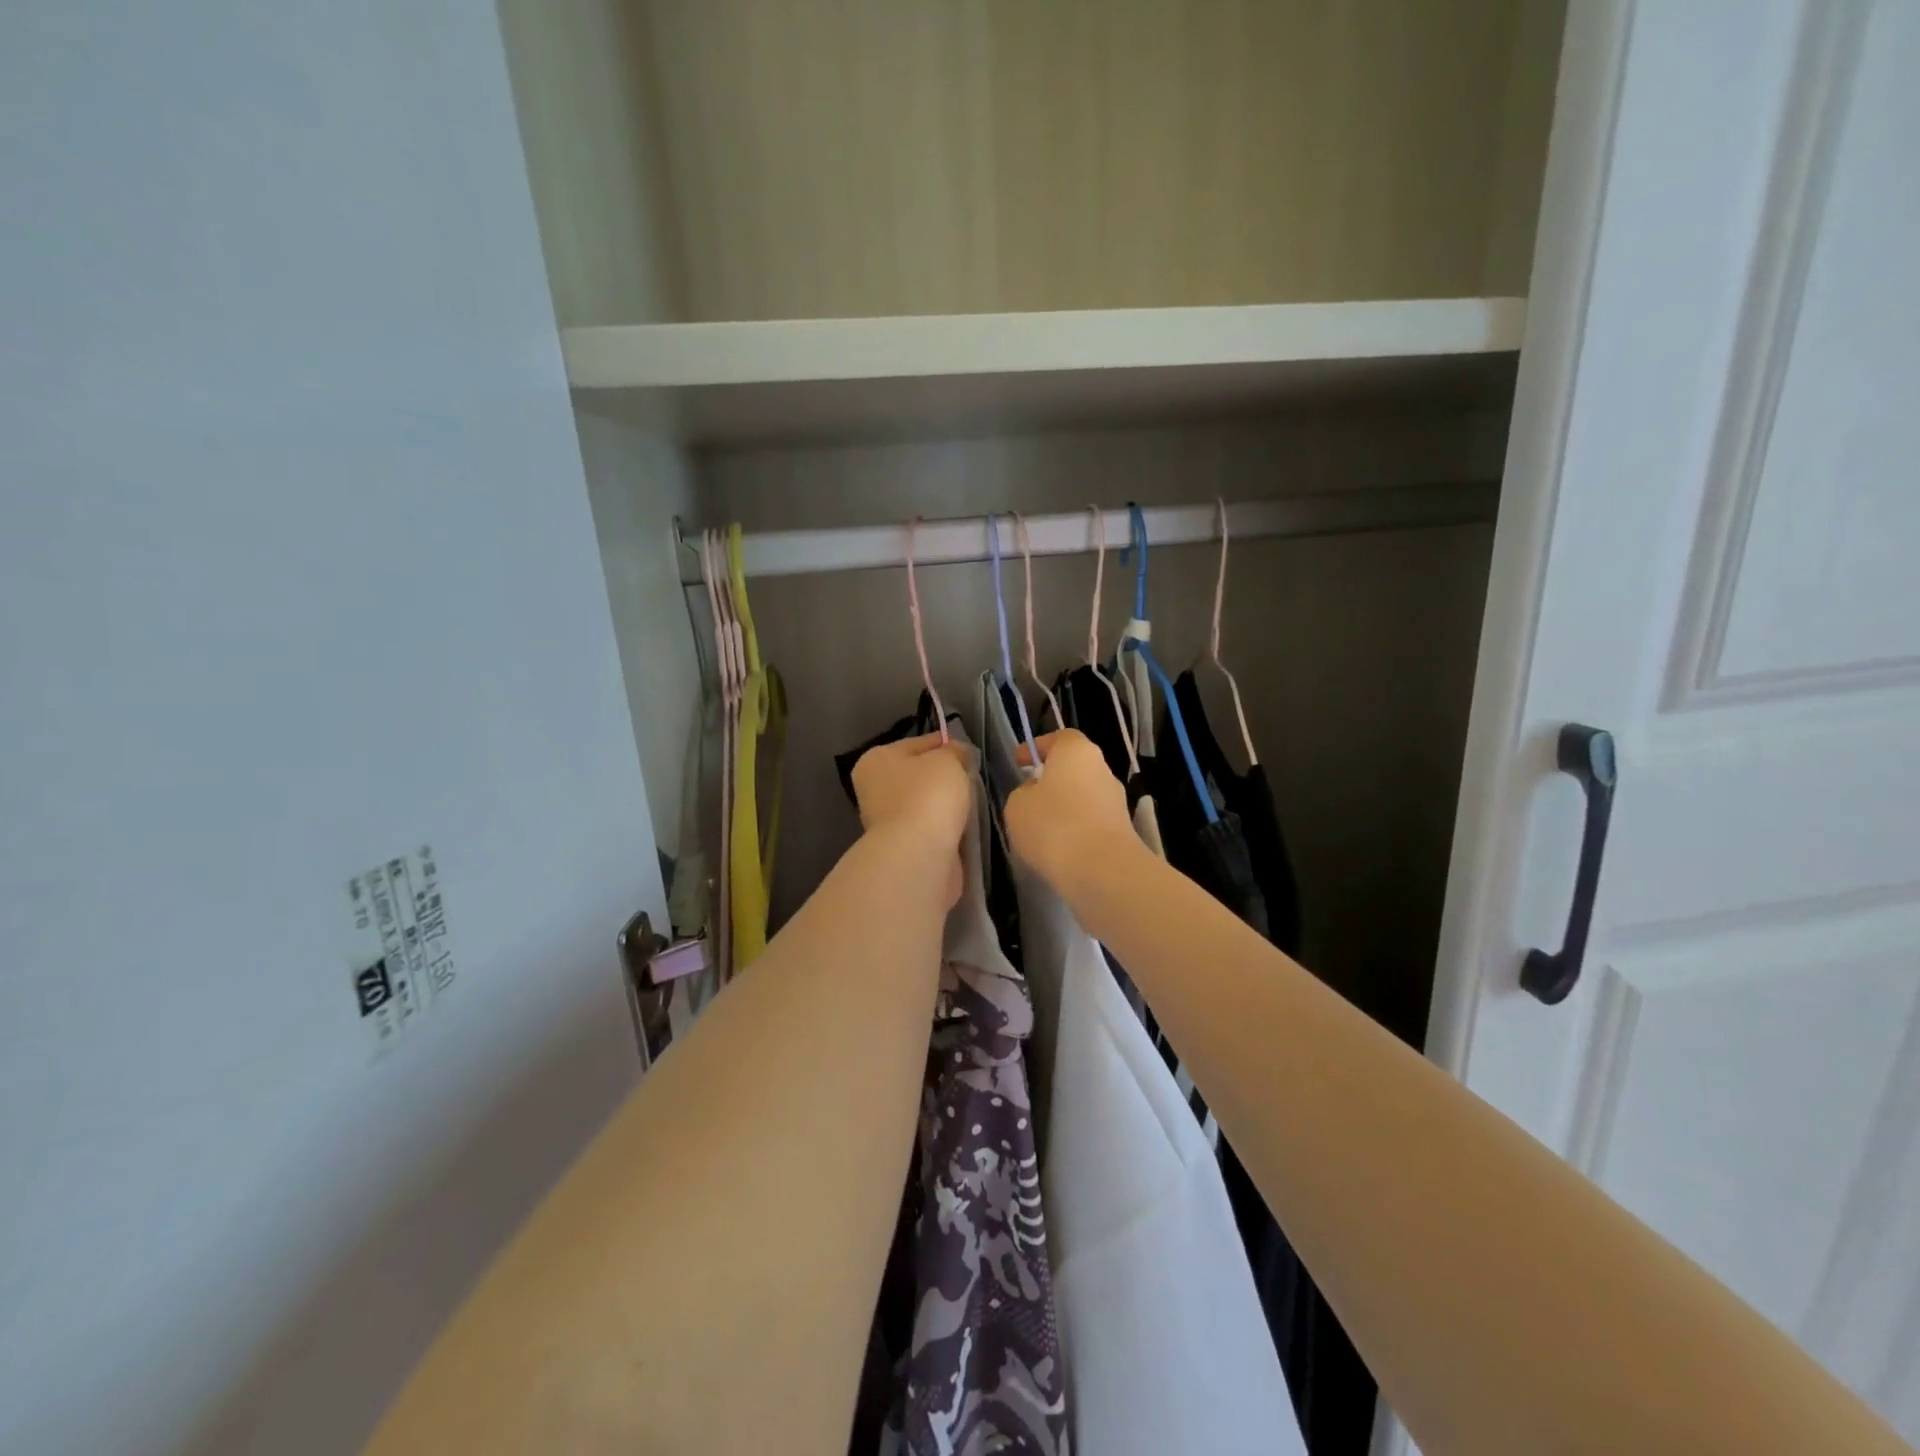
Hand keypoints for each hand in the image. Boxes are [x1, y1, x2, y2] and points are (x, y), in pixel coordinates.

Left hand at [851, 733, 972, 907]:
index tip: (968, 751)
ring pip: (925, 802)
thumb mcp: (948, 759)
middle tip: (972, 777)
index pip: (917, 743)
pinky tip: (963, 825)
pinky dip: (945, 826)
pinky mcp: (903, 846)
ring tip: (971, 802)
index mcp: (876, 760)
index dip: (944, 744)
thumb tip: (957, 754)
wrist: (919, 855)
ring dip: (945, 804)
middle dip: (944, 776)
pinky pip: (930, 827)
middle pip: (918, 775)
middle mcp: (874, 789)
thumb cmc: (929, 796)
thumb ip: (954, 751)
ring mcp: (886, 821)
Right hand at [1004, 730, 1139, 895]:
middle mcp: (1102, 770)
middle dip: (1052, 780)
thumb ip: (1024, 792)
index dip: (1038, 747)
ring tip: (1041, 830)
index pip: (1060, 738)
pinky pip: (1091, 823)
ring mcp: (1116, 801)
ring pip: (1084, 797)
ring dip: (1064, 808)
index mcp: (1077, 751)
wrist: (1102, 871)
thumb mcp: (1017, 805)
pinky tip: (1059, 850)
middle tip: (1029, 796)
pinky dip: (1076, 831)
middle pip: (1074, 768)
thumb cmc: (1053, 826)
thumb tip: (1037, 794)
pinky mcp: (1122, 831)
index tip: (1020, 762)